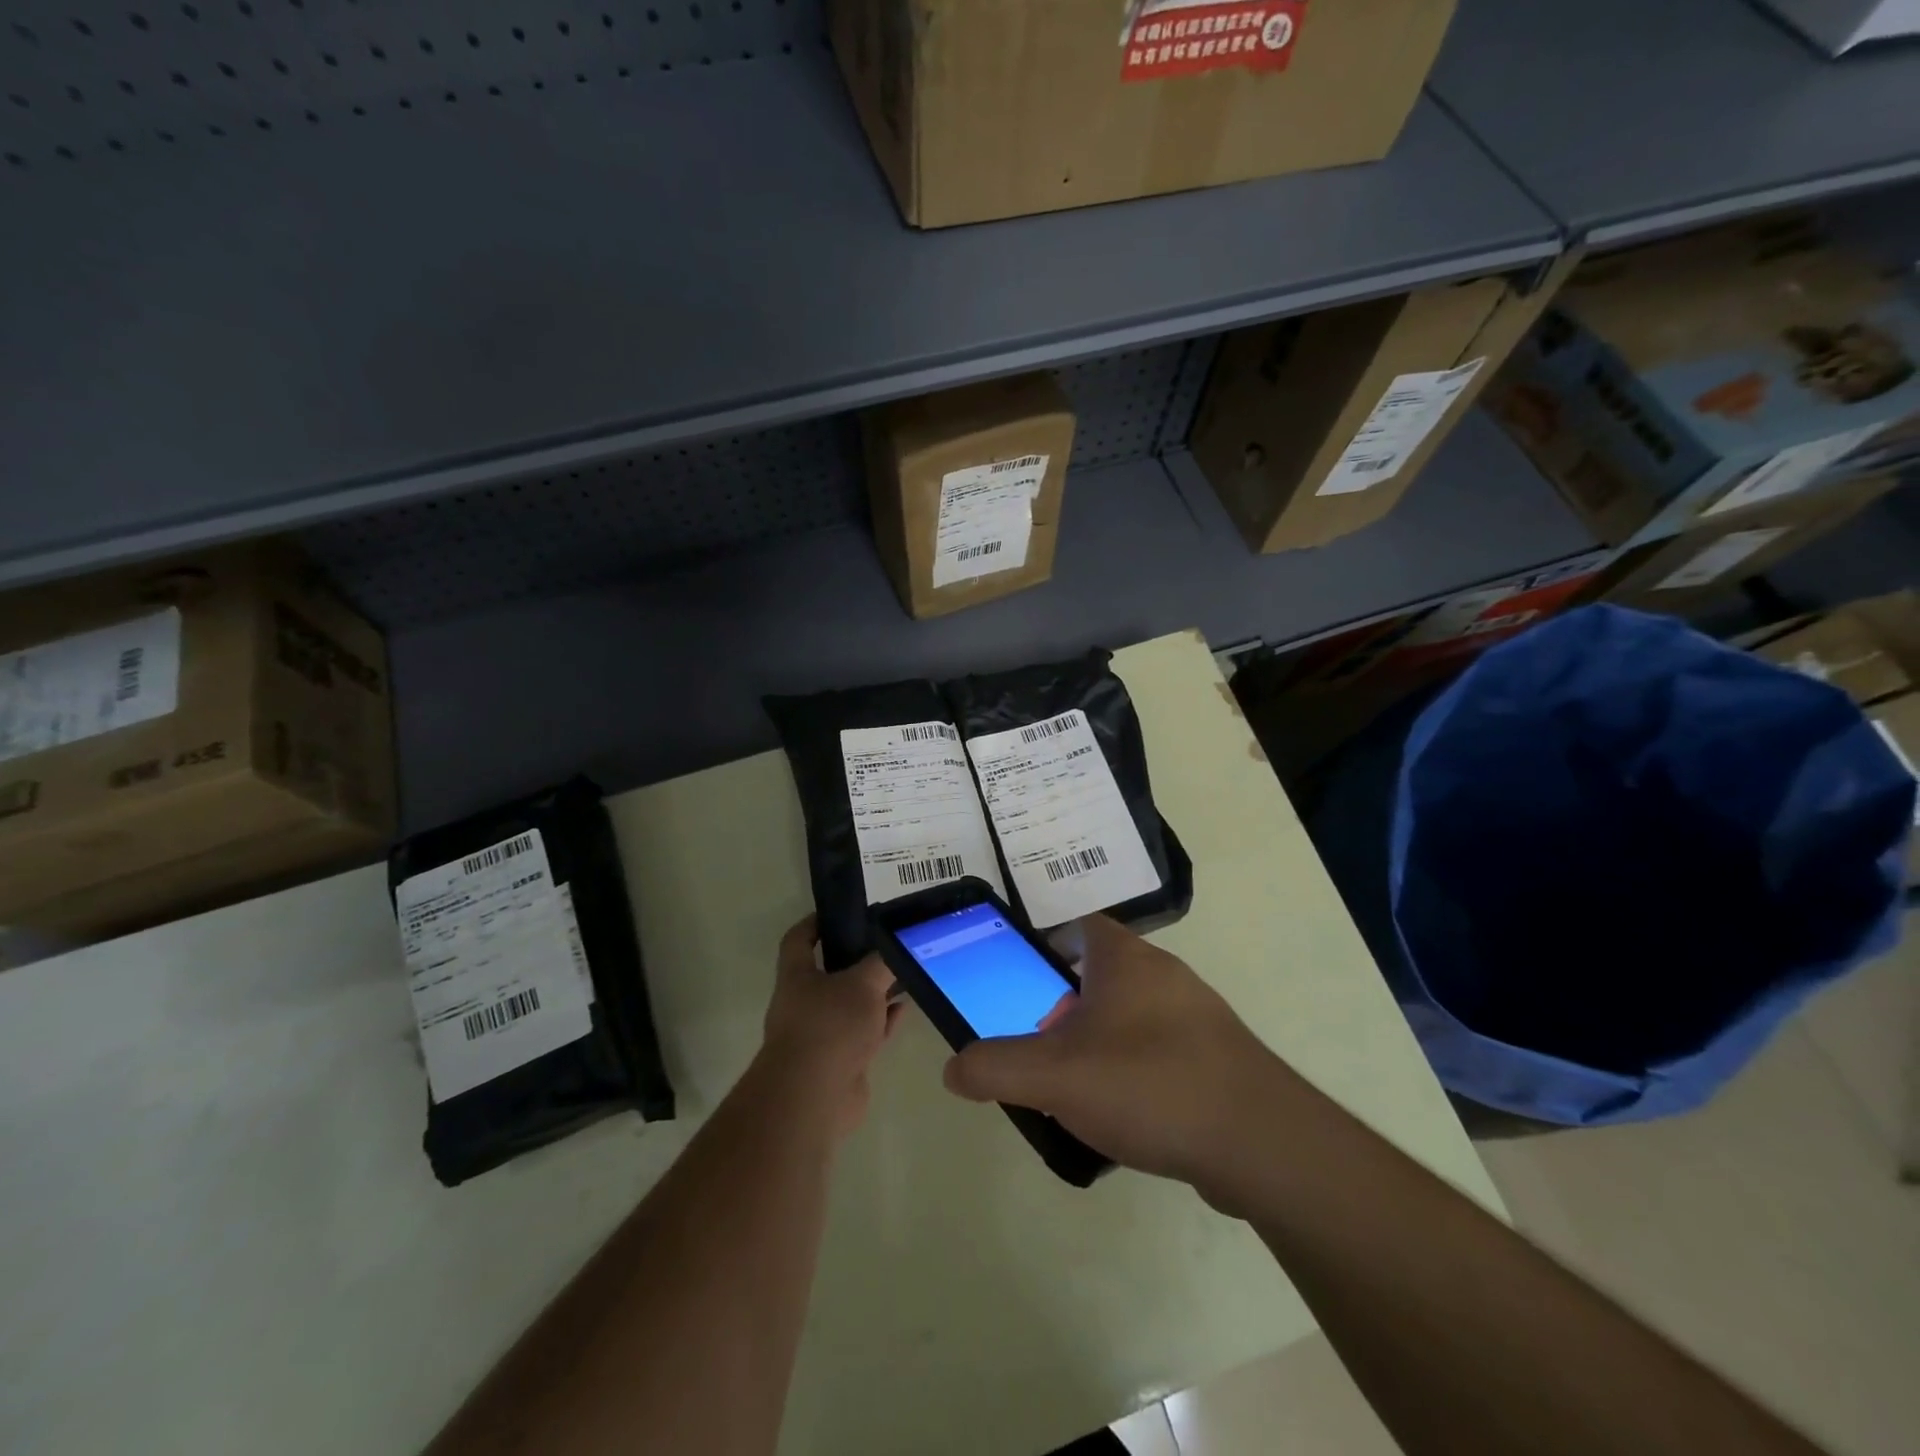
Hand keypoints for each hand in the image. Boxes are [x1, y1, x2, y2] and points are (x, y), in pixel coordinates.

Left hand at [761, 915, 900, 1136]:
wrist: (814, 1097)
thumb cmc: (830, 1026)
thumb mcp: (862, 983)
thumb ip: (882, 962)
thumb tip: (898, 947)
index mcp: (797, 976)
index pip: (799, 939)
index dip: (815, 923)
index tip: (840, 912)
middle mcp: (804, 1003)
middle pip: (830, 973)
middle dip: (857, 959)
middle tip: (888, 943)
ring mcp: (822, 1035)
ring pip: (851, 1005)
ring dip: (875, 993)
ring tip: (906, 974)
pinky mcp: (841, 1062)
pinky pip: (865, 1034)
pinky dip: (883, 1021)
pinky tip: (905, 1009)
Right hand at [942, 914, 1285, 1199]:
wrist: (1262, 1142)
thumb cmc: (1150, 1083)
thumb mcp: (1056, 1077)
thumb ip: (996, 1067)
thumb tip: (954, 1068)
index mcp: (1124, 958)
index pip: (1077, 925)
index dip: (1044, 944)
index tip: (1020, 980)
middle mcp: (1163, 974)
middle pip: (1099, 975)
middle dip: (1065, 1007)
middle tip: (1041, 1046)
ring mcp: (1196, 1015)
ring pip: (1130, 1016)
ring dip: (1099, 1043)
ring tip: (1076, 1089)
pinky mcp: (1218, 1058)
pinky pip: (1161, 1052)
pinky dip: (1135, 1073)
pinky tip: (1126, 1117)